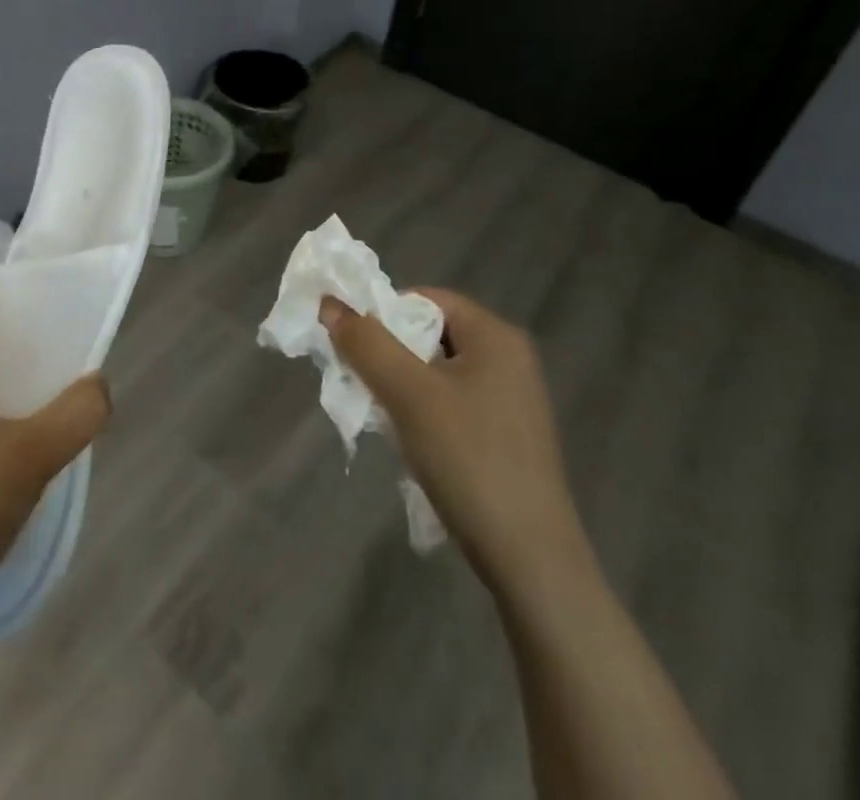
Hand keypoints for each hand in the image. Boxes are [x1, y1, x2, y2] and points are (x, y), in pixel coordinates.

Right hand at [321, 288, 589, 601]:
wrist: (531, 561)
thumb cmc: (468, 460)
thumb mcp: (408, 395)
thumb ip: (366, 344)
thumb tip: (328, 303)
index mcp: (495, 335)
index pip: (424, 298)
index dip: (383, 316)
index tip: (355, 351)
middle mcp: (510, 358)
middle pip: (431, 333)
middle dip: (390, 354)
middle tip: (362, 385)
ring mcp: (513, 399)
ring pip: (438, 371)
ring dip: (403, 386)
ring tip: (385, 419)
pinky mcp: (509, 435)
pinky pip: (454, 402)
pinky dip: (425, 412)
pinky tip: (413, 444)